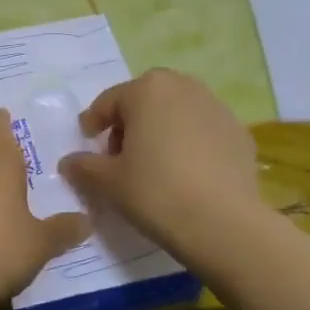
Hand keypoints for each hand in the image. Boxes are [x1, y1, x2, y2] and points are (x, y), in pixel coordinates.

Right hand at [58, 69, 263, 257]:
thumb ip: (83, 166)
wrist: (223, 222)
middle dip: (129, 125)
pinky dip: (189, 146)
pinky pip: (202, 133)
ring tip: (153, 168)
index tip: (87, 143)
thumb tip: (69, 162)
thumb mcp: (107, 182)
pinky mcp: (240, 133)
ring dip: (160, 133)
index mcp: (147, 89)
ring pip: (176, 115)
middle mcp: (184, 87)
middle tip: (119, 158)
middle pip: (145, 102)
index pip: (109, 102)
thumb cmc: (155, 192)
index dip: (93, 123)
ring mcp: (217, 108)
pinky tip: (185, 177)